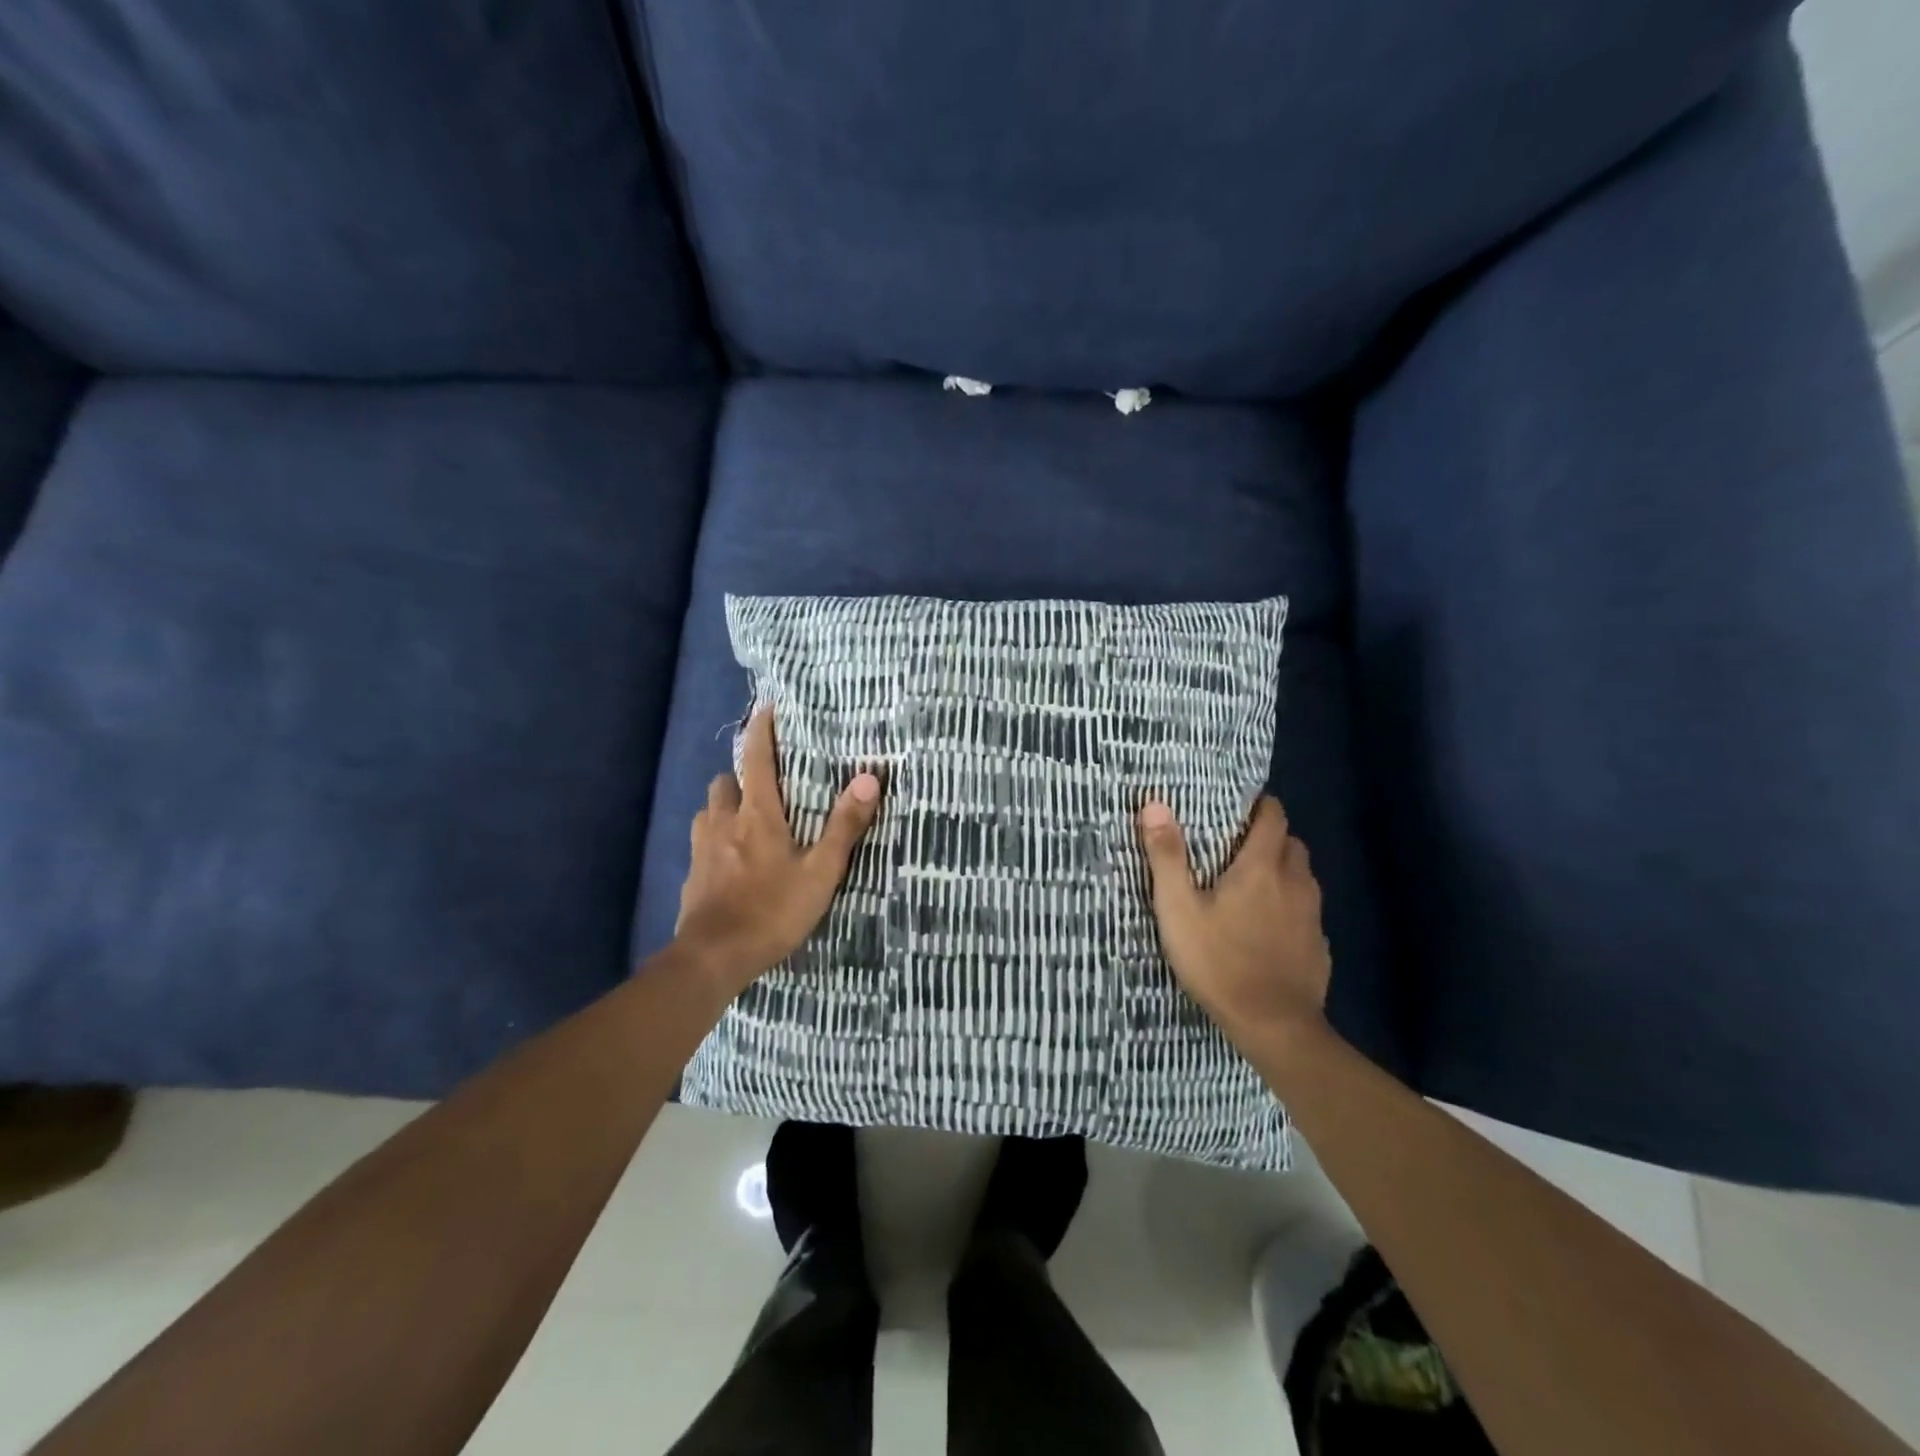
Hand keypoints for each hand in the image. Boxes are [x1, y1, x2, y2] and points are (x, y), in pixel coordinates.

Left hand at [675, 707, 882, 996]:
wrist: (713, 958)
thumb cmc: (772, 911)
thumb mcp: (820, 872)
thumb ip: (844, 826)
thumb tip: (869, 778)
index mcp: (757, 814)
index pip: (755, 758)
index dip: (761, 730)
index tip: (767, 708)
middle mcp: (723, 821)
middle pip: (725, 782)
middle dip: (741, 775)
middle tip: (765, 785)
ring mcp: (702, 848)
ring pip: (709, 810)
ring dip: (726, 806)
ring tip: (748, 820)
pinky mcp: (692, 874)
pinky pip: (702, 841)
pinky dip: (716, 837)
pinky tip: (731, 859)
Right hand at [1137, 796, 1331, 1045]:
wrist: (1274, 1027)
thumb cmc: (1219, 962)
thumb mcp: (1178, 909)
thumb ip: (1167, 856)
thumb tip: (1155, 805)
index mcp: (1261, 868)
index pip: (1273, 817)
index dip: (1260, 806)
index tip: (1240, 807)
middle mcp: (1295, 883)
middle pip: (1292, 844)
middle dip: (1271, 837)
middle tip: (1239, 847)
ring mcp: (1313, 917)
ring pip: (1303, 877)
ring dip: (1283, 871)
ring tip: (1253, 885)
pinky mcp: (1319, 946)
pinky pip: (1308, 911)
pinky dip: (1292, 907)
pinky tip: (1270, 929)